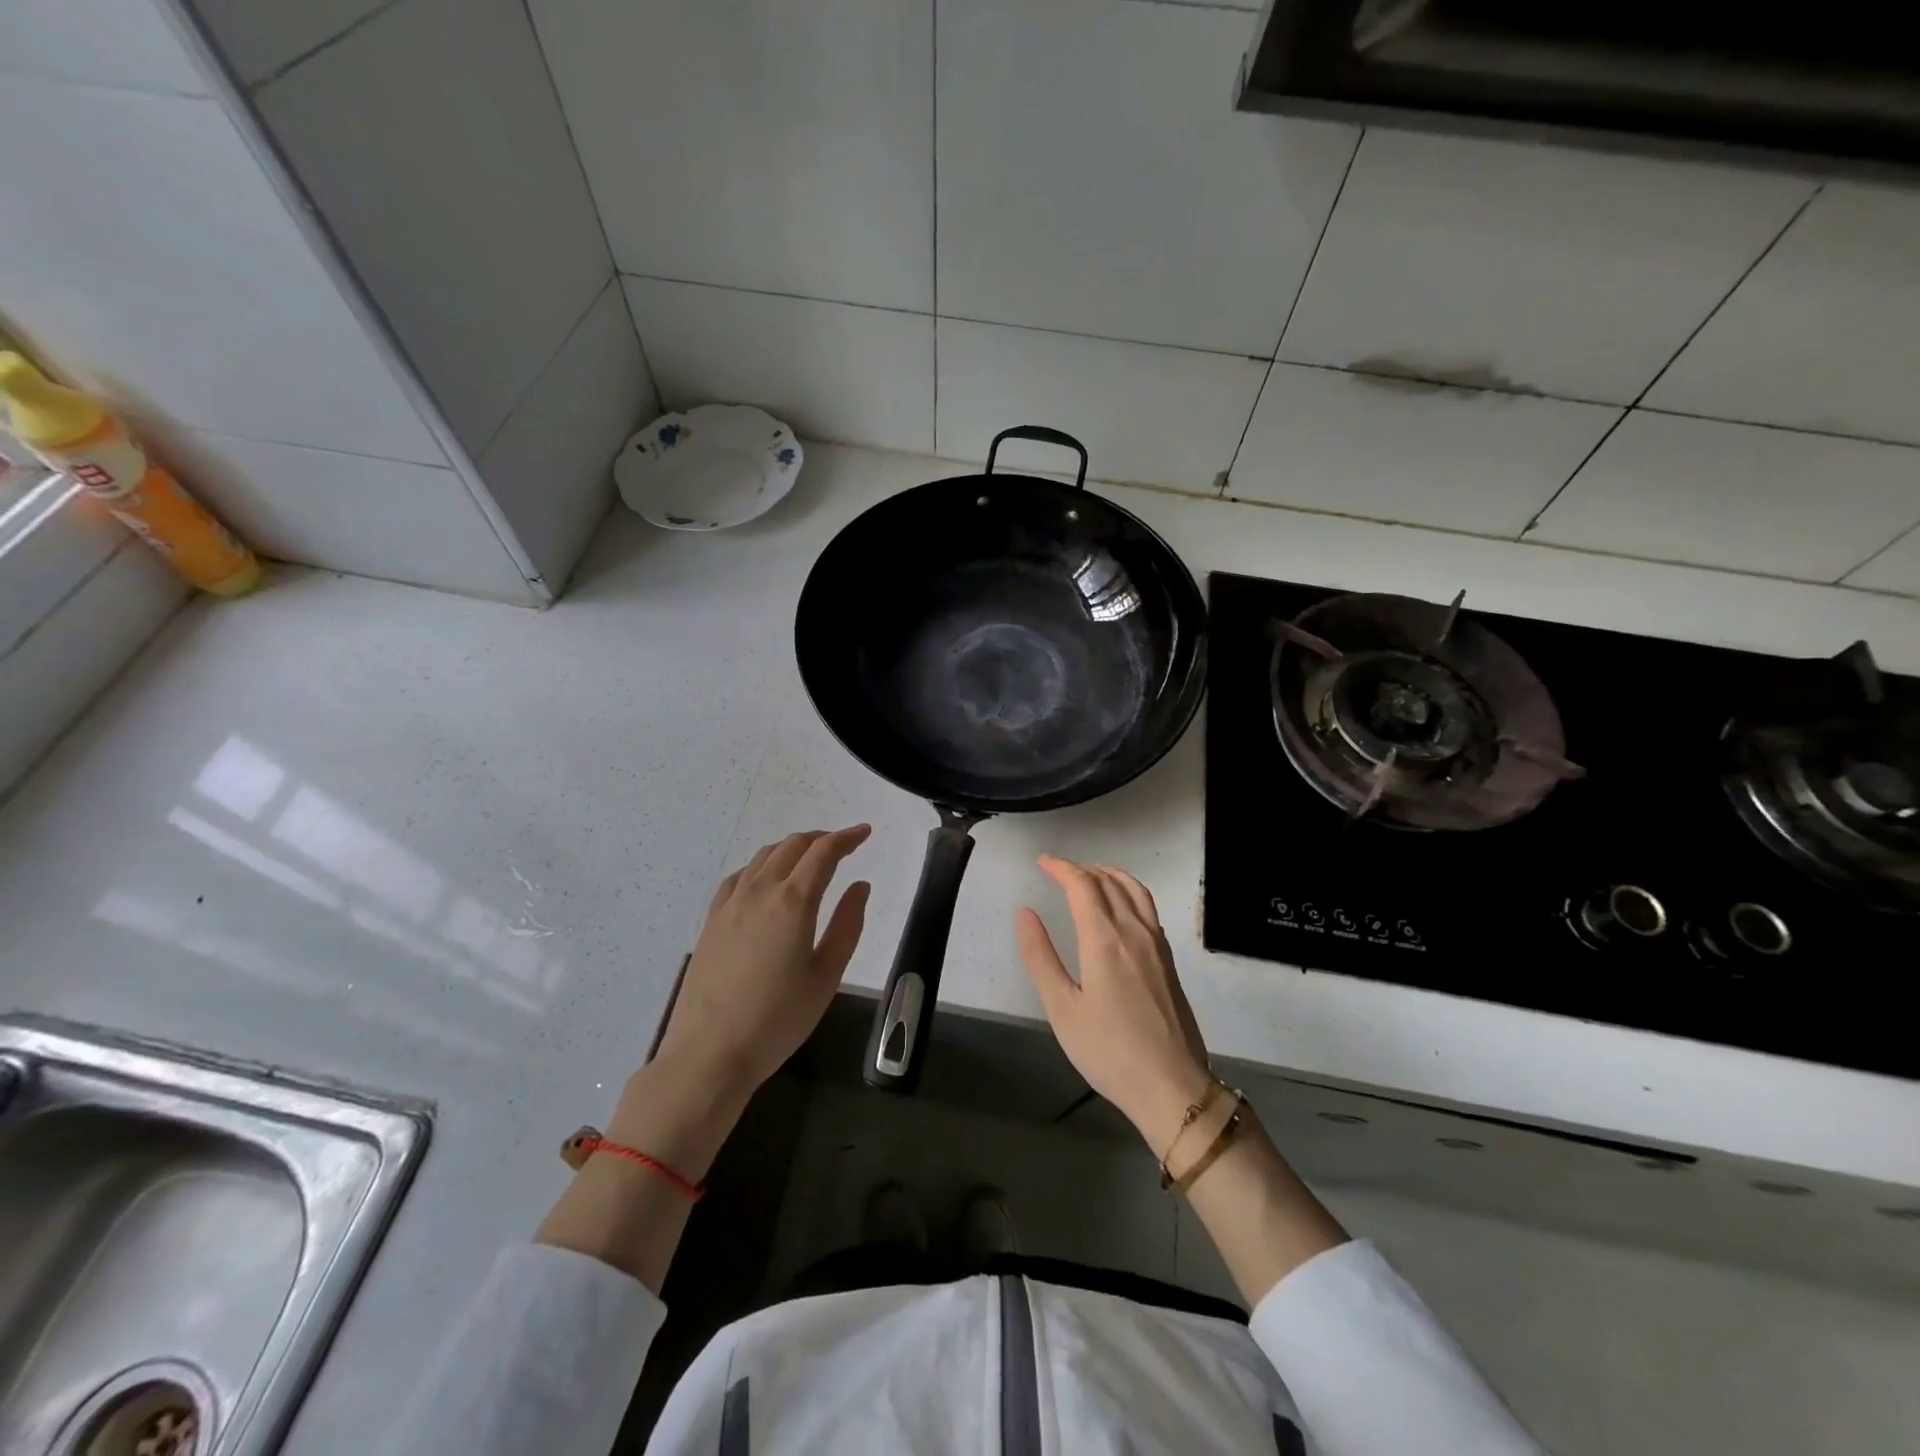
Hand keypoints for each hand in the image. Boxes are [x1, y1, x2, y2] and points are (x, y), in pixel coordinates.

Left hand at [653, 826, 871, 1093]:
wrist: (709, 1052)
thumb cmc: (778, 1019)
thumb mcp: (826, 976)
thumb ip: (846, 925)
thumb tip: (859, 886)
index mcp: (793, 902)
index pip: (823, 852)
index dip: (847, 837)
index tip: (865, 832)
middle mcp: (760, 891)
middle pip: (792, 846)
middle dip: (820, 839)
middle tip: (842, 845)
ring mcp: (730, 903)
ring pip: (764, 856)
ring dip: (791, 848)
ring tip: (808, 858)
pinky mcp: (711, 920)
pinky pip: (740, 876)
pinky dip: (762, 866)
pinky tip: (766, 881)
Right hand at [1015, 855, 1212, 1153]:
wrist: (1172, 1086)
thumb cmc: (1109, 1050)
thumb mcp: (1062, 1008)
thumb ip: (1040, 956)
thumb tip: (1024, 912)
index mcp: (1105, 939)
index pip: (1083, 885)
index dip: (1061, 868)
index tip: (1042, 862)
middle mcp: (1134, 931)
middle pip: (1108, 882)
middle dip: (1081, 868)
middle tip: (1057, 869)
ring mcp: (1157, 943)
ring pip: (1134, 889)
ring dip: (1108, 874)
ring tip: (1088, 875)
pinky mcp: (1168, 958)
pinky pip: (1147, 906)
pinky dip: (1128, 891)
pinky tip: (1118, 906)